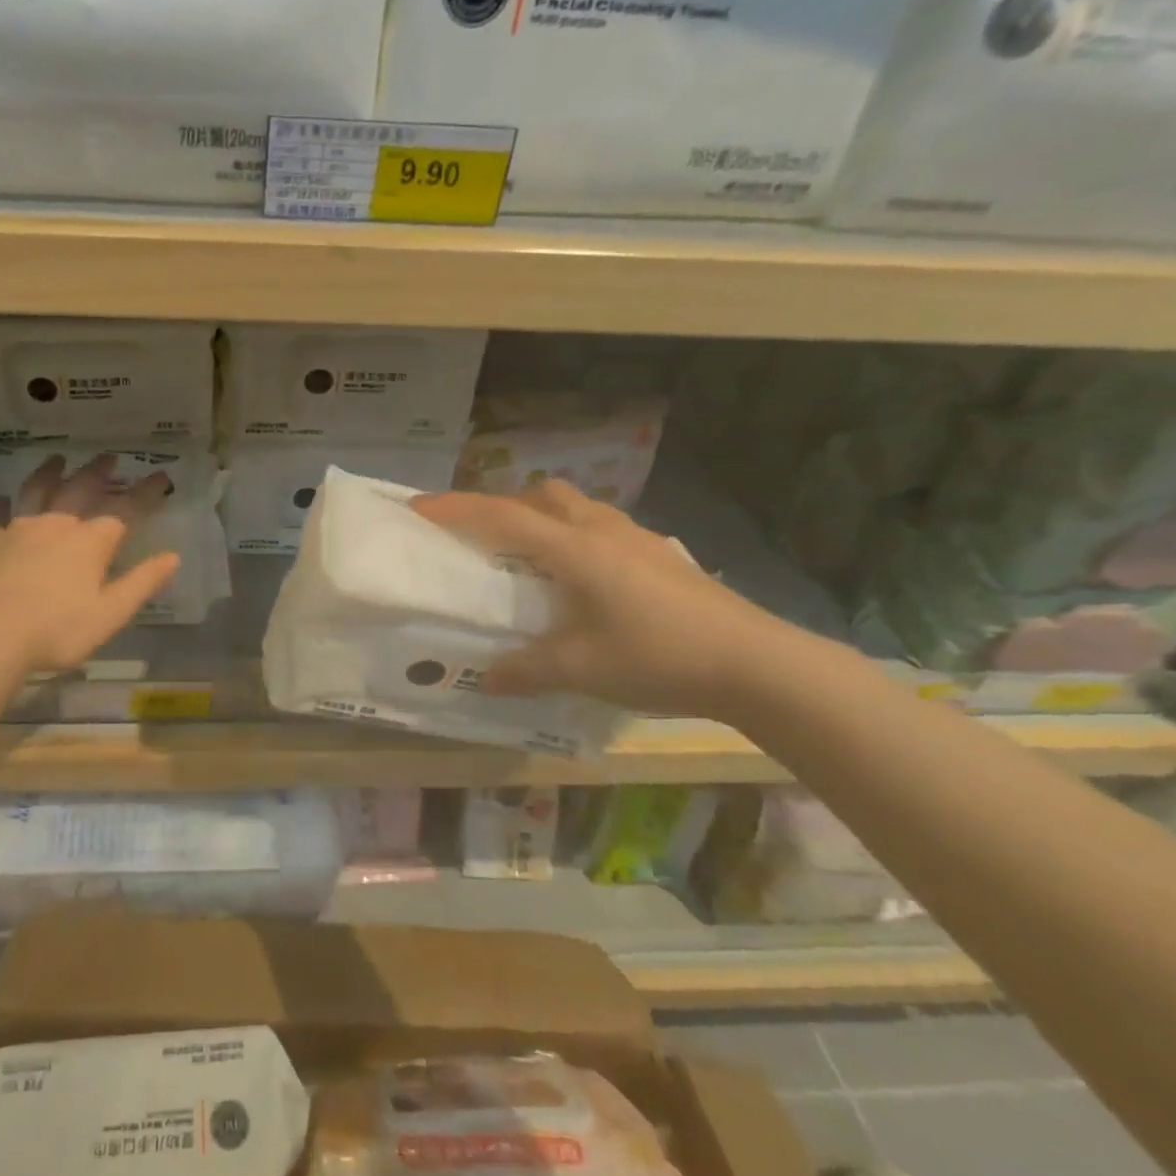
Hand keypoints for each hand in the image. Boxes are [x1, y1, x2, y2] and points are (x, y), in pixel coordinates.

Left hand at [0, 454, 181, 673]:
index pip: (125, 510)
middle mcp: (57, 525)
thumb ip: (142, 583)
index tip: (161, 477)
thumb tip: (173, 557)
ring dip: (50, 473)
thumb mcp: (110, 614)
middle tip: (109, 457)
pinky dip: (3, 504)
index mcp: (90, 542)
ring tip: (57, 460)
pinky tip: (3, 499)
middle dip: (99, 472)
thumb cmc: (56, 630)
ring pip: (37, 491)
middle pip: (81, 489)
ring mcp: (19, 530)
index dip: (146, 493)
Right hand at [413, 480, 795, 718]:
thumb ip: (527, 670)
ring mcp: (637, 539)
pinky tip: (585, 579)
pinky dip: (576, 536)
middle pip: (542, 495)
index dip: (456, 508)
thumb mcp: (582, 669)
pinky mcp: (660, 556)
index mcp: (574, 549)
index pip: (501, 517)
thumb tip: (485, 679)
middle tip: (482, 536)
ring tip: (531, 556)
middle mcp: (601, 530)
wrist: (757, 663)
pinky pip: (602, 528)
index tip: (418, 506)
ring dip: (543, 517)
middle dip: (505, 505)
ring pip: (576, 507)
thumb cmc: (659, 656)